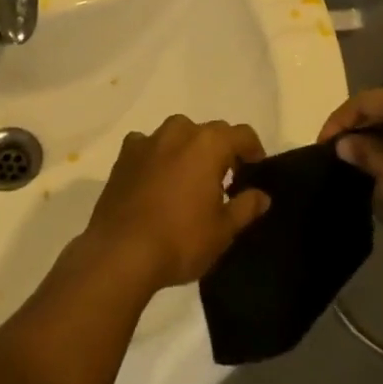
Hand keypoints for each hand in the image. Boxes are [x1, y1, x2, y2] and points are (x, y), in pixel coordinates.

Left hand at [84, 116, 269, 289]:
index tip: (255, 170)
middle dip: (221, 149)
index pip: (241, 134)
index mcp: (208, 144)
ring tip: (190, 177)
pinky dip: (156, 155)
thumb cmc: (181, 240)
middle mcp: (178, 132)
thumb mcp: (223, 230)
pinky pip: (147, 145)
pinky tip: (156, 177)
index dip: (254, 150)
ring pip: (177, 133)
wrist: (121, 252)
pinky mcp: (124, 156)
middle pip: (209, 131)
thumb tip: (262, 196)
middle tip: (226, 179)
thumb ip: (246, 207)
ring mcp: (147, 141)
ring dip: (188, 148)